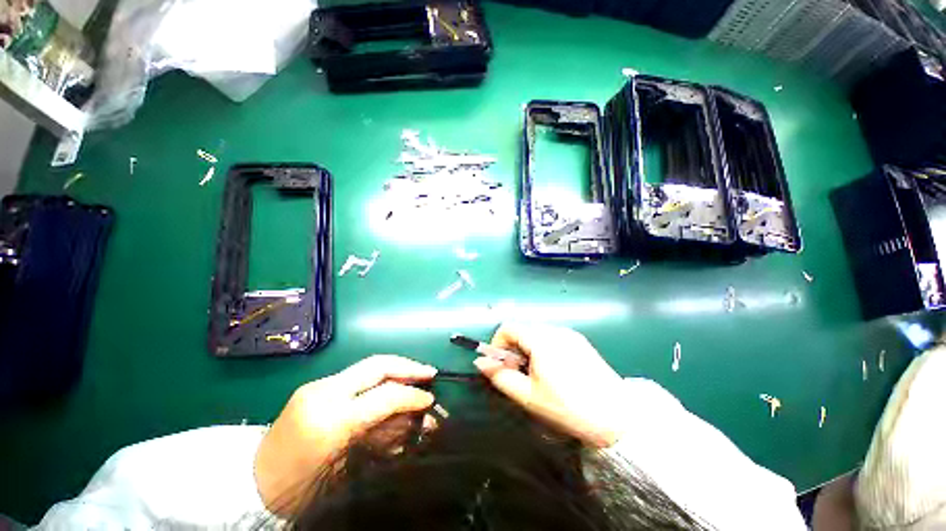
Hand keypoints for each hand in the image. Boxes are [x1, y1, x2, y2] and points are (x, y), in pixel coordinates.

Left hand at [254, 355, 436, 513]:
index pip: (384, 396)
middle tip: (429, 373)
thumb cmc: (301, 488)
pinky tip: (390, 387)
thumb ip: (384, 438)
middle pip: (377, 365)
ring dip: (396, 371)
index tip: (430, 399)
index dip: (412, 395)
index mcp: (331, 419)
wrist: (253, 484)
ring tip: (414, 378)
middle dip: (408, 366)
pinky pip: (356, 376)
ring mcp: (318, 385)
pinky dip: (379, 379)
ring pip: (368, 366)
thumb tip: (416, 421)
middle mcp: (325, 393)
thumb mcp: (349, 468)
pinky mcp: (316, 386)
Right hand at [474, 323, 624, 447]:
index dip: (497, 344)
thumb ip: (501, 377)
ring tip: (537, 374)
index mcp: (541, 339)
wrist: (618, 417)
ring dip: (528, 348)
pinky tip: (555, 370)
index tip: (500, 365)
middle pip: (523, 330)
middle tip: (519, 374)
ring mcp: (570, 334)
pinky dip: (543, 348)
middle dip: (513, 348)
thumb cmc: (568, 408)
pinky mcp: (580, 341)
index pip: (508, 327)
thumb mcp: (529, 396)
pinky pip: (552, 337)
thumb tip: (480, 362)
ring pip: (537, 334)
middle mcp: (555, 330)